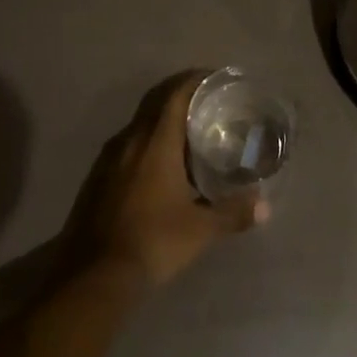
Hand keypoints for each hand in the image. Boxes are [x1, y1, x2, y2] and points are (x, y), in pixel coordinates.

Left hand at [62, 70, 264, 290]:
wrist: (92, 277)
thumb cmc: (152, 242)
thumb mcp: (199, 230)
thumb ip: (232, 214)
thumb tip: (264, 206)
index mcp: (156, 140)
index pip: (176, 93)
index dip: (195, 80)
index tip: (215, 78)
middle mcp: (131, 138)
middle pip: (156, 101)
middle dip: (180, 93)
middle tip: (205, 100)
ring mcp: (109, 157)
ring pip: (139, 123)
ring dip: (161, 118)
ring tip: (185, 131)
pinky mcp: (97, 177)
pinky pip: (126, 144)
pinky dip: (145, 141)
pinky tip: (156, 165)